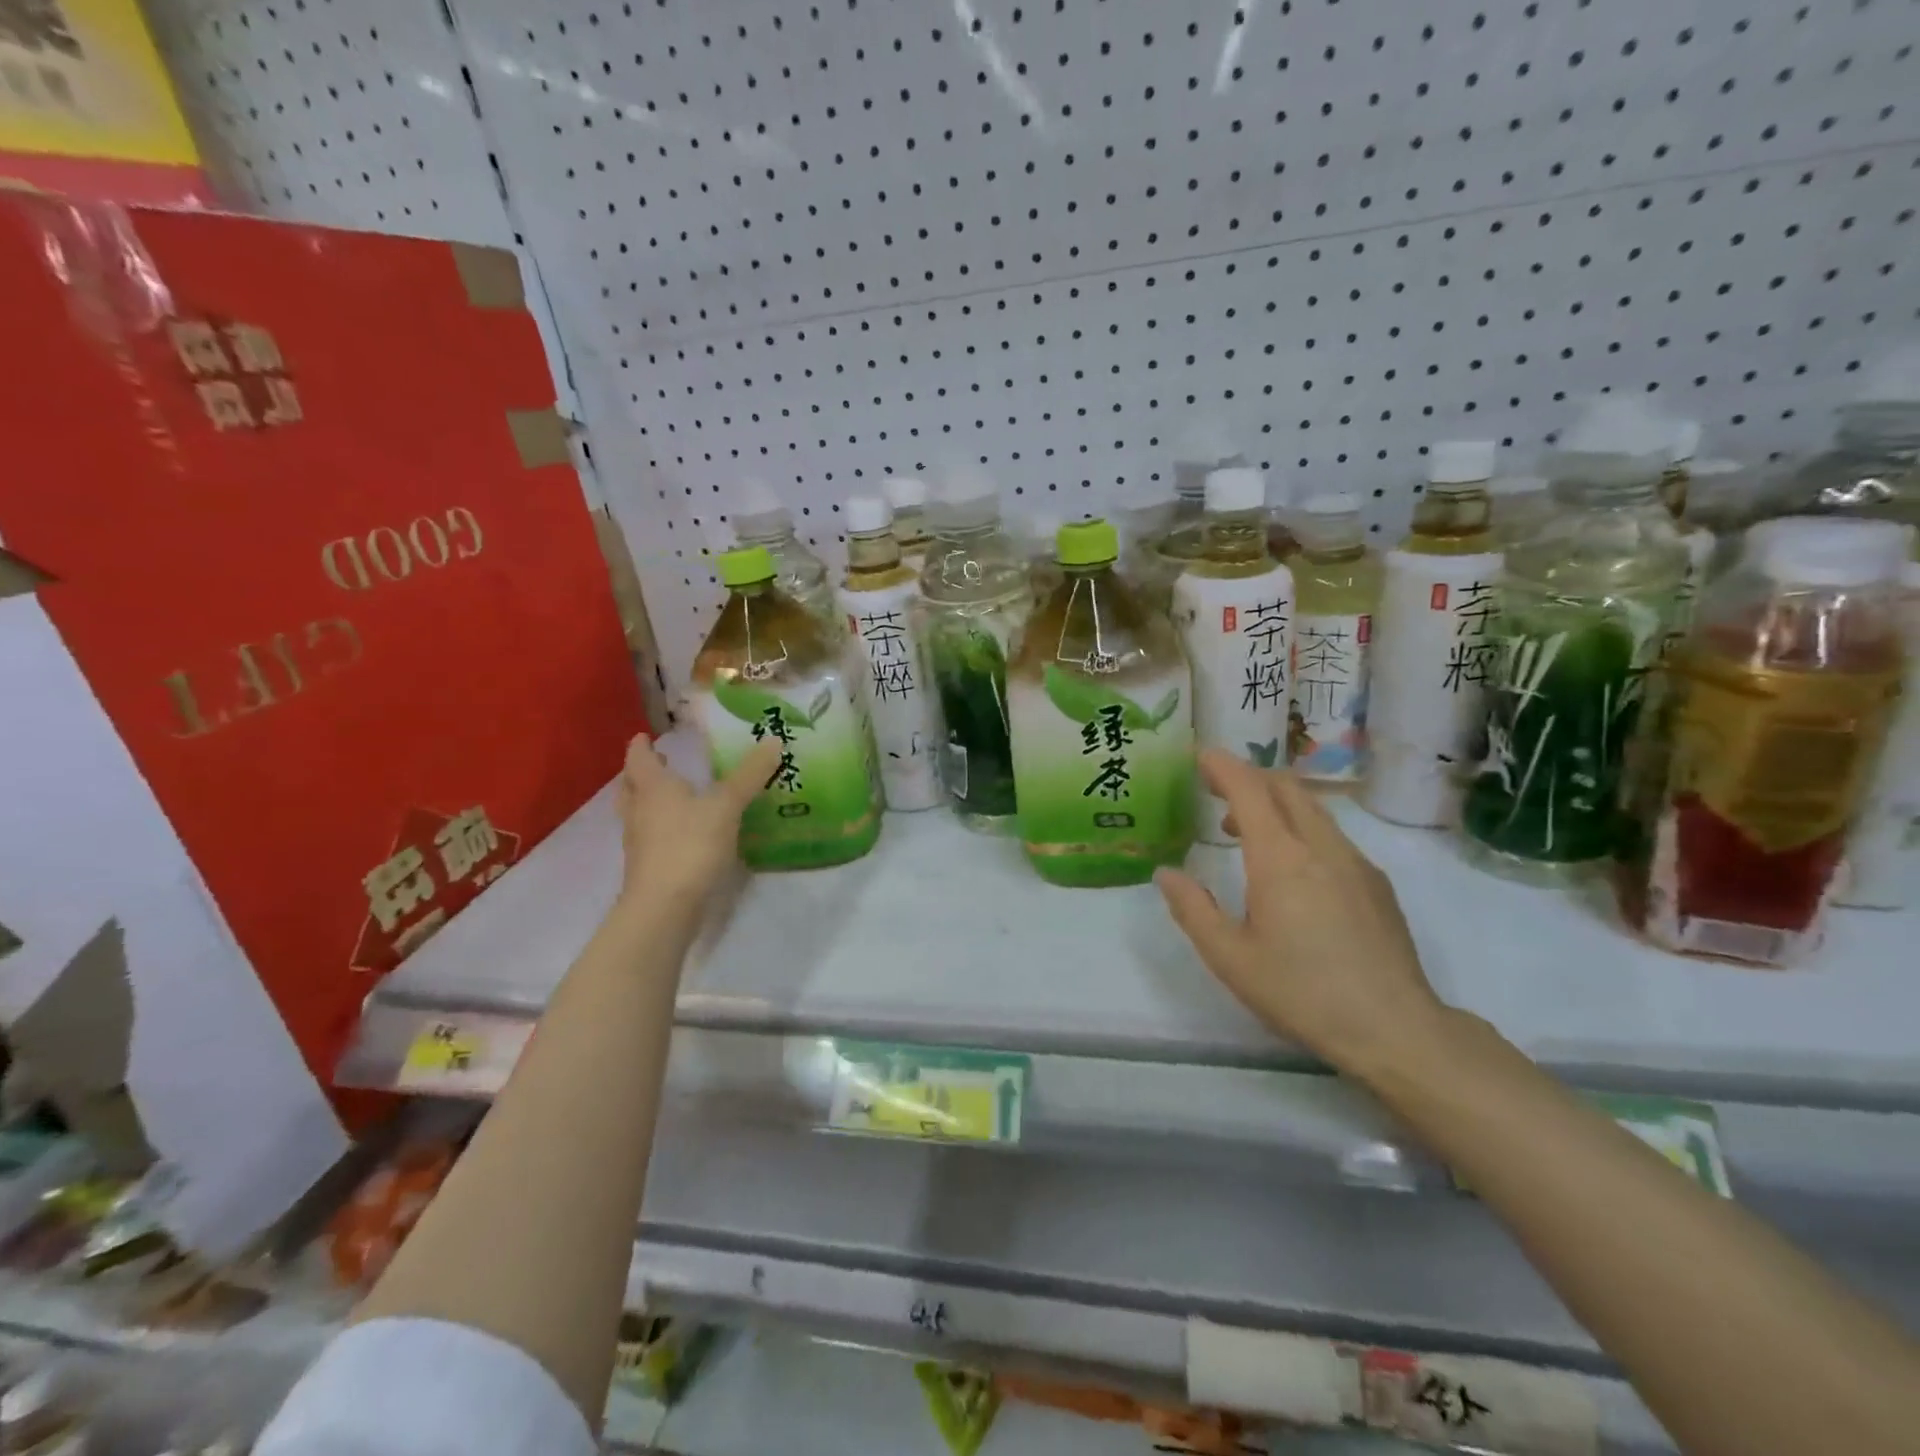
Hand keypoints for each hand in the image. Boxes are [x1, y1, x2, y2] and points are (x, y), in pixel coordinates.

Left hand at [615, 732, 780, 906]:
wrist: (664, 907)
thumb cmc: (690, 845)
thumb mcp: (727, 806)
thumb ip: (749, 775)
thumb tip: (774, 740)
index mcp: (653, 788)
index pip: (638, 759)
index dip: (641, 746)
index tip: (645, 736)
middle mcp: (639, 812)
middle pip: (630, 787)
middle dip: (641, 774)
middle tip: (656, 763)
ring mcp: (639, 843)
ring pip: (636, 814)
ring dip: (647, 802)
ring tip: (668, 797)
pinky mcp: (647, 869)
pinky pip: (649, 839)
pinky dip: (659, 829)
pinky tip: (681, 833)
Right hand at [1155, 750, 1446, 1076]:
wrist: (1394, 1028)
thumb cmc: (1302, 992)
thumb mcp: (1230, 957)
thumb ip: (1193, 909)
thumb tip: (1166, 873)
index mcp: (1280, 859)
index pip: (1249, 789)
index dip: (1223, 766)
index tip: (1200, 756)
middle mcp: (1320, 847)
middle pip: (1285, 787)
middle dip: (1249, 776)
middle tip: (1216, 789)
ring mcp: (1355, 862)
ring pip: (1312, 808)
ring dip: (1275, 802)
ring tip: (1245, 828)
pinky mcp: (1376, 883)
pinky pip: (1332, 834)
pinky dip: (1301, 826)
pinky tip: (1291, 867)